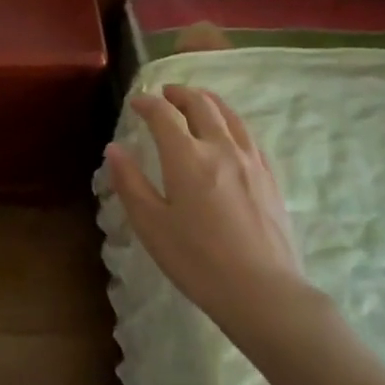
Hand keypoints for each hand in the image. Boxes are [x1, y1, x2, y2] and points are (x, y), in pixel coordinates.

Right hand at [105, 85, 323, 338]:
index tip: (136, 102)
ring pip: (230, 115)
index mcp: (187, 158)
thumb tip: (114, 149)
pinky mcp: (270, 177)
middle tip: (166, 93)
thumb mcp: (151, 226)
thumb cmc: (197, 261)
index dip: (148, 103)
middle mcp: (221, 148)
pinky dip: (231, 122)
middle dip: (180, 94)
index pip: (164, 115)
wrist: (262, 291)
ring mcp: (251, 161)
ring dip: (209, 101)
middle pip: (201, 105)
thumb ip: (131, 183)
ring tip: (197, 101)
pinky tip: (228, 133)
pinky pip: (249, 135)